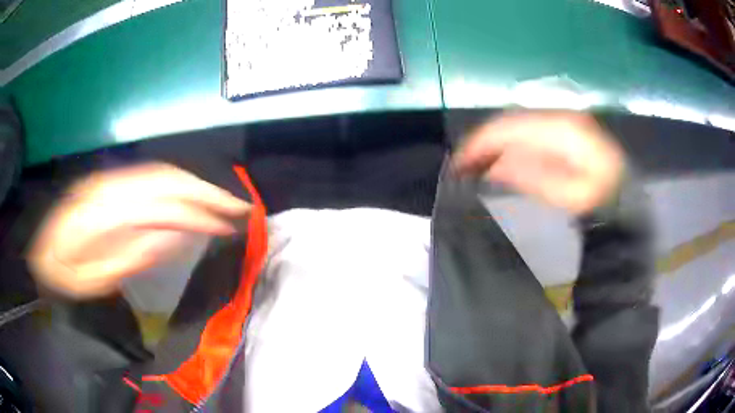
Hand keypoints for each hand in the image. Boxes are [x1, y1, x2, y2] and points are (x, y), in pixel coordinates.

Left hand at [28, 163, 250, 298]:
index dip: (199, 214)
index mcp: (105, 213)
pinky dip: (176, 186)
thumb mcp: (96, 279)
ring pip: (161, 174)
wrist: (41, 249)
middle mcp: (111, 186)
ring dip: (195, 185)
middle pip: (167, 179)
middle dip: (206, 191)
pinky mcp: (110, 184)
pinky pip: (149, 179)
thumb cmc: (65, 273)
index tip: (230, 225)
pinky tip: (190, 198)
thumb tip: (177, 237)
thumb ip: (134, 256)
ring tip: (223, 201)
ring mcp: (110, 181)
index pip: (162, 205)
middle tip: (240, 205)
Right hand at [453, 111, 624, 215]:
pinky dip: (510, 145)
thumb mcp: (567, 196)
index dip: (480, 143)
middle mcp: (559, 116)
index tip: (458, 163)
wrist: (625, 195)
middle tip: (462, 166)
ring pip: (517, 125)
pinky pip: (528, 131)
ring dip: (495, 143)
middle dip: (484, 142)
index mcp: (561, 130)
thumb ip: (531, 176)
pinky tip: (500, 160)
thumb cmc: (600, 200)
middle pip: (510, 122)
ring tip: (475, 165)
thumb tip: (493, 164)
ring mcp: (561, 120)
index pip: (510, 127)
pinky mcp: (562, 128)